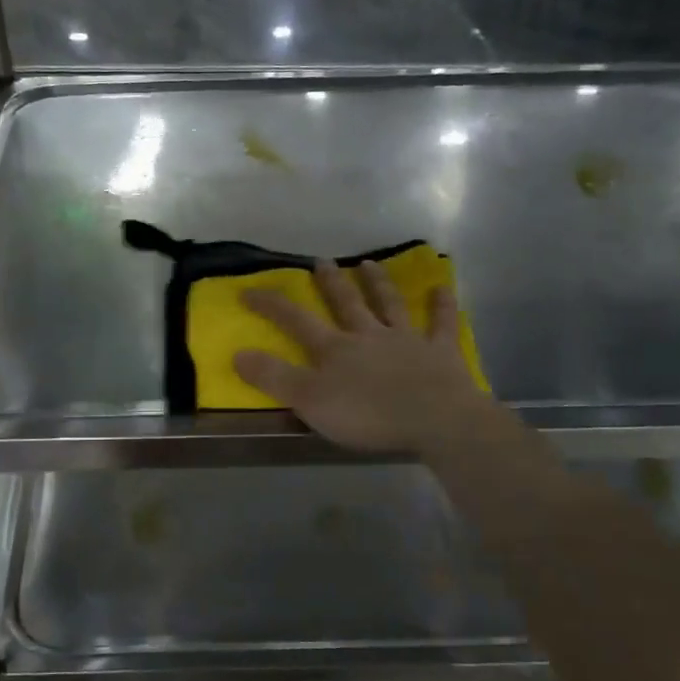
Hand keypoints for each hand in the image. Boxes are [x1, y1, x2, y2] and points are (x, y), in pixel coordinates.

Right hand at [234, 260, 509, 455]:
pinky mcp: (440, 353)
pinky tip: (442, 287)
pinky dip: (442, 305)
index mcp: (335, 350)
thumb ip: (274, 378)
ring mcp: (407, 341)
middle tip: (321, 260)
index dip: (272, 305)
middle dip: (331, 283)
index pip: (296, 321)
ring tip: (369, 263)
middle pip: (346, 304)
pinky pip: (441, 324)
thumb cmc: (368, 415)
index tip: (248, 289)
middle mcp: (369, 336)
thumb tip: (237, 353)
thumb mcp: (310, 401)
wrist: (434, 420)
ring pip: (389, 305)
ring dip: (378, 284)